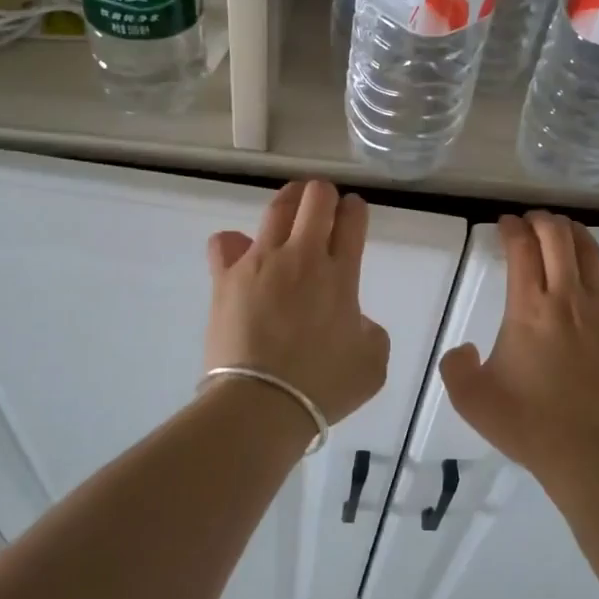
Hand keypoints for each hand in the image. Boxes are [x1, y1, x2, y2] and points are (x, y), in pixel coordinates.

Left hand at [205, 181, 389, 423]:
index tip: (353, 213)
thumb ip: (370, 331)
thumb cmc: (323, 388)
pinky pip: (225, 243)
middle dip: (324, 194)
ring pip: (277, 208)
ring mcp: (260, 262)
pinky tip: (241, 254)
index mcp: (341, 274)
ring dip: (289, 201)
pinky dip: (234, 243)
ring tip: (291, 207)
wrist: (262, 403)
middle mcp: (302, 257)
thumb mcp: (372, 364)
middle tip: (324, 207)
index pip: (352, 219)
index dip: (355, 209)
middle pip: (316, 198)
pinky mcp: (226, 276)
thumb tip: (354, 320)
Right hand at [439, 211, 598, 473]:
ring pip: (591, 252)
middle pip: (559, 238)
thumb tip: (463, 348)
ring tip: (562, 231)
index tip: (505, 224)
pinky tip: (594, 267)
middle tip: (532, 221)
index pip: (522, 248)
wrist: (592, 451)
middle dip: (542, 221)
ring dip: (573, 234)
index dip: (512, 228)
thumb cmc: (528, 422)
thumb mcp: (471, 399)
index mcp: (529, 308)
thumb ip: (455, 367)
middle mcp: (568, 298)